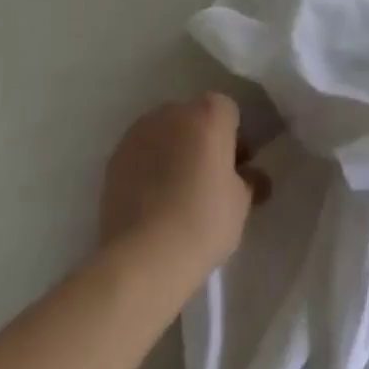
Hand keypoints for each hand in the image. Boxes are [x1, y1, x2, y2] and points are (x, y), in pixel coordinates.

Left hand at [99, 94, 264, 287]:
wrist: (142, 257)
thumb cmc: (202, 223)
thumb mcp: (240, 205)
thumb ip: (248, 180)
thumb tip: (251, 175)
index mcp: (208, 114)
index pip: (228, 112)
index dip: (235, 139)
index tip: (237, 169)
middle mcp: (173, 112)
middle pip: (195, 118)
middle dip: (204, 141)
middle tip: (209, 180)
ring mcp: (140, 131)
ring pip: (167, 133)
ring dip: (176, 151)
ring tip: (178, 193)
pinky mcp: (116, 156)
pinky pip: (143, 152)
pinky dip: (151, 166)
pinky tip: (154, 201)